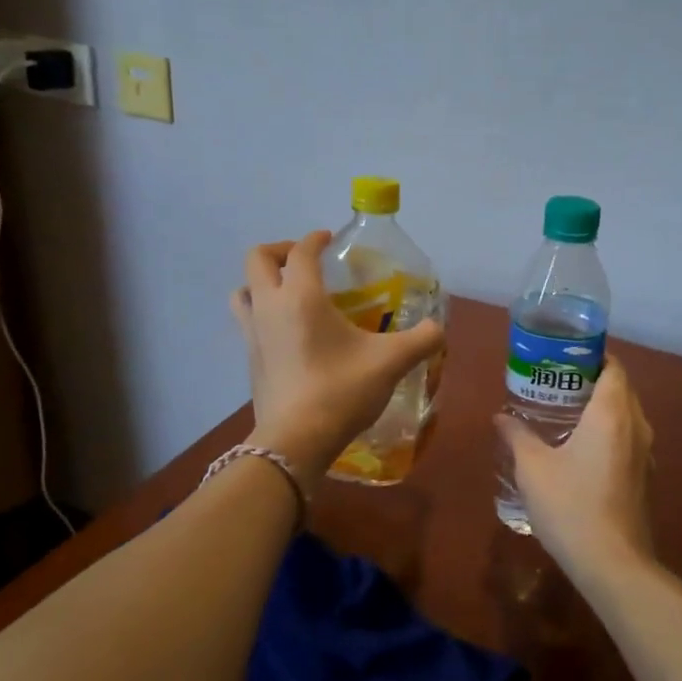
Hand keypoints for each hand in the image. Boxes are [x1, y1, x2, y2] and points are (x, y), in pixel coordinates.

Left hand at [231, 231, 444, 487]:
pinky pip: (247, 321)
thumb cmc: (340, 391)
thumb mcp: (390, 362)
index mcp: (301, 296)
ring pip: (243, 290)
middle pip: (258, 260)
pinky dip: (262, 313)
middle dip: (280, 250)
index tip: (329, 239)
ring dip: (261, 282)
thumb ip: (421, 340)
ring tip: (288, 292)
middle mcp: (270, 306)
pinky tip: (288, 332)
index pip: (301, 252)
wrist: (295, 441)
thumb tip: (438, 328)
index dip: (315, 239)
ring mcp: (253, 334)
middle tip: (306, 261)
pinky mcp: (249, 360)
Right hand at [494, 357, 656, 584]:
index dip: (592, 356)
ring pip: (626, 415)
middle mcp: (635, 426)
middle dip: (592, 379)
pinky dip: (609, 431)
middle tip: (556, 381)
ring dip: (602, 407)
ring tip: (566, 410)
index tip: (564, 357)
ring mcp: (645, 453)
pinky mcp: (644, 476)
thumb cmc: (571, 505)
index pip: (613, 367)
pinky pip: (628, 438)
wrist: (612, 563)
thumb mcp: (533, 468)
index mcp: (612, 413)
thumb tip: (500, 416)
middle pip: (621, 388)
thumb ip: (517, 436)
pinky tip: (581, 446)